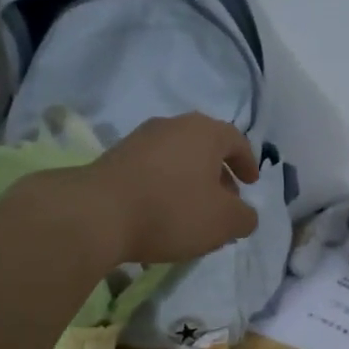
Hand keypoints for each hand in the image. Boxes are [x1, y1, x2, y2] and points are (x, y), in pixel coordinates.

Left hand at [78, 113, 260, 264]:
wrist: (97, 214)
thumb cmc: (172, 211)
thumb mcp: (223, 222)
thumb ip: (244, 218)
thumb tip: (244, 215)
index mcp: (204, 132)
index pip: (236, 140)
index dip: (248, 163)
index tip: (251, 184)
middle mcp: (172, 126)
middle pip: (205, 148)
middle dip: (219, 175)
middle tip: (226, 202)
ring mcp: (139, 139)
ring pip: (177, 159)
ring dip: (191, 182)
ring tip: (194, 213)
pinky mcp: (115, 158)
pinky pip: (153, 169)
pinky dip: (166, 187)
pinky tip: (162, 214)